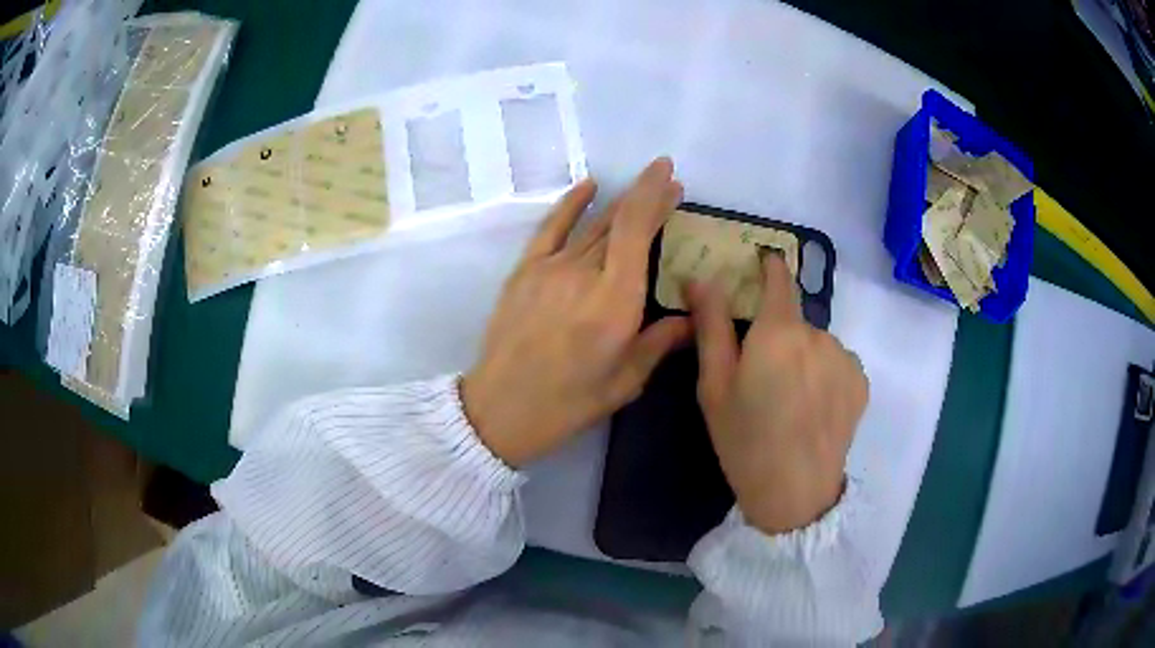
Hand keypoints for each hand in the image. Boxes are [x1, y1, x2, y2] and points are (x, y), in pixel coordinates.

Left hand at [462, 159, 687, 466]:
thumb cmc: (569, 402)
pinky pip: (551, 227)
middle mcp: (584, 274)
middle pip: (619, 223)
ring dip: (619, 203)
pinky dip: (571, 204)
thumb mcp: (626, 380)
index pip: (637, 231)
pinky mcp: (524, 270)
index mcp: (615, 302)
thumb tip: (694, 316)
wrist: (501, 408)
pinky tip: (589, 186)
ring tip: (641, 188)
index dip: (654, 196)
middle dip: (646, 198)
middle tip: (669, 183)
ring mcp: (549, 268)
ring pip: (591, 225)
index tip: (670, 176)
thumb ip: (662, 341)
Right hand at [687, 254, 867, 534]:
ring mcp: (845, 358)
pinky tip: (814, 408)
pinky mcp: (861, 382)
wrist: (795, 494)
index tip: (760, 266)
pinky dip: (824, 374)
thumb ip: (712, 326)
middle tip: (762, 377)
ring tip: (790, 399)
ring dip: (803, 356)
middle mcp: (819, 335)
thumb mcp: (714, 387)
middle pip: (794, 319)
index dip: (769, 267)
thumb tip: (701, 278)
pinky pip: (836, 362)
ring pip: (816, 342)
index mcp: (779, 332)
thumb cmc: (744, 441)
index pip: (779, 279)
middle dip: (778, 335)